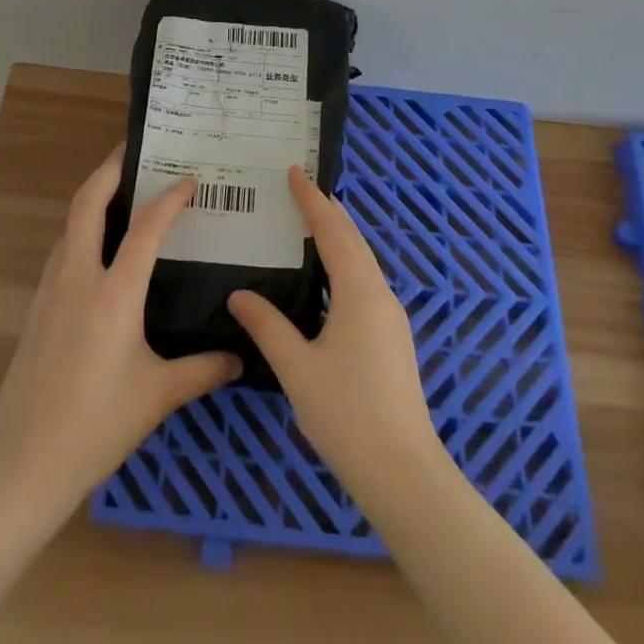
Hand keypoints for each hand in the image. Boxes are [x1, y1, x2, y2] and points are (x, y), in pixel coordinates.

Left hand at [0, 146, 240, 516]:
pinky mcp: (37, 305)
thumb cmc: (97, 425)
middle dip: (110, 168)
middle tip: (134, 150)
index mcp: (115, 293)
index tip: (189, 180)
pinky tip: (98, 247)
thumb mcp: (158, 397)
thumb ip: (202, 370)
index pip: (145, 227)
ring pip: (70, 223)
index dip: (169, 198)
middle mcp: (80, 277)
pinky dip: (81, 229)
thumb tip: (238, 358)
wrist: (24, 461)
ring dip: (93, 197)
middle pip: (88, 202)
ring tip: (121, 191)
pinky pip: (62, 249)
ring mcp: (52, 288)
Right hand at [228, 167, 443, 499]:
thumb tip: (239, 295)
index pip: (332, 230)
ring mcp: (391, 317)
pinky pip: (366, 281)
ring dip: (339, 237)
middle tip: (301, 189)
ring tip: (312, 224)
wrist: (404, 472)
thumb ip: (267, 327)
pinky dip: (345, 263)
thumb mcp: (297, 368)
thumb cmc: (347, 414)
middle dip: (328, 211)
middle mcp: (380, 294)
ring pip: (363, 261)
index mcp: (359, 291)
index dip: (312, 200)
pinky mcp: (393, 338)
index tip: (295, 171)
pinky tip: (329, 279)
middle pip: (353, 239)